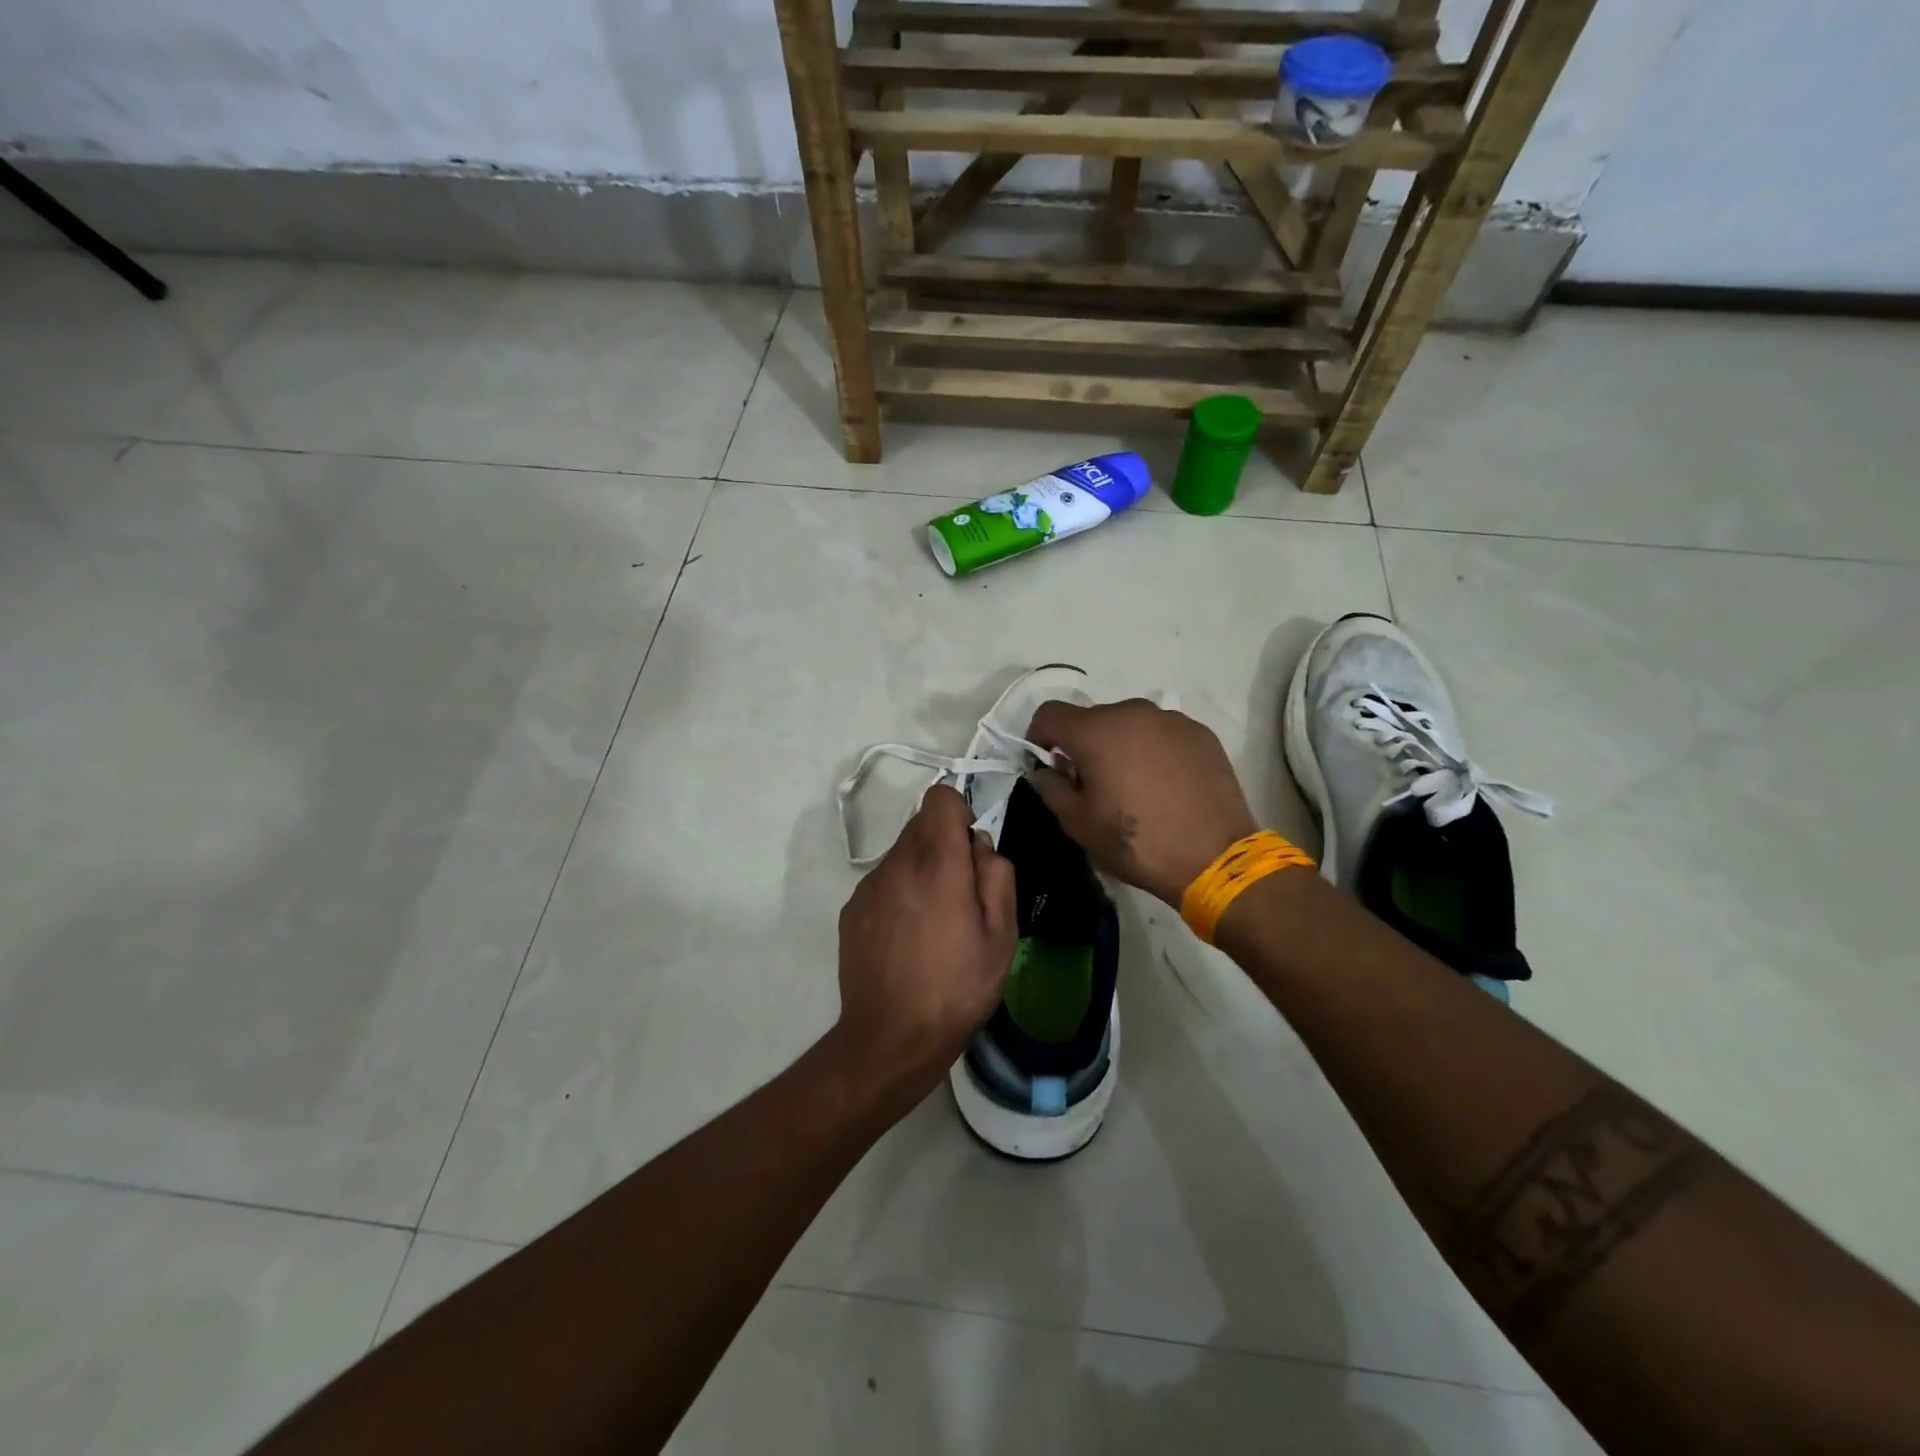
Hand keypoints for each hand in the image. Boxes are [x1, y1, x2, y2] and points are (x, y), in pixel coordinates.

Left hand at [833, 785, 1016, 1110]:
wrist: (890, 1038)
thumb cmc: (957, 988)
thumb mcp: (1002, 936)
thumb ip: (997, 874)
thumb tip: (979, 845)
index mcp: (937, 864)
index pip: (940, 798)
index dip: (960, 814)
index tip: (971, 851)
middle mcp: (896, 864)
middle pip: (921, 825)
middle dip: (944, 845)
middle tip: (960, 895)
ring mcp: (868, 886)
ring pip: (901, 854)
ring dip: (921, 870)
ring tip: (934, 923)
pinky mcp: (851, 909)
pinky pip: (883, 881)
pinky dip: (899, 893)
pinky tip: (907, 938)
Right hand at [1027, 699, 1257, 906]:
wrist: (1214, 858)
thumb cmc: (1137, 843)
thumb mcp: (1079, 825)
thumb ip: (1051, 789)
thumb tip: (1043, 772)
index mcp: (1096, 731)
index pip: (1050, 713)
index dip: (1039, 735)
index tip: (1047, 763)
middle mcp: (1132, 712)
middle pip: (1092, 718)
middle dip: (1083, 744)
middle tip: (1092, 783)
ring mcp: (1171, 720)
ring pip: (1129, 724)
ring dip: (1120, 745)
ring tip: (1133, 784)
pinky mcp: (1200, 733)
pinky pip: (1162, 733)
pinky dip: (1153, 749)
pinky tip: (1164, 783)